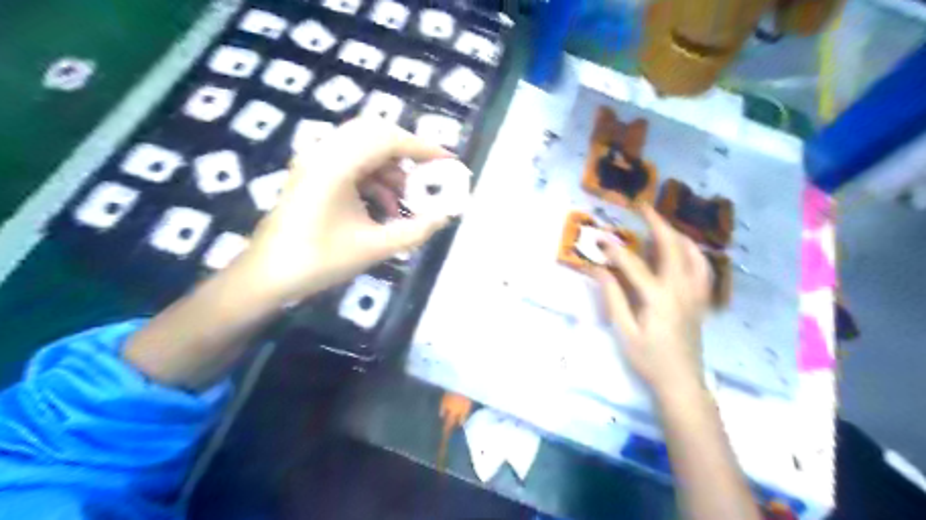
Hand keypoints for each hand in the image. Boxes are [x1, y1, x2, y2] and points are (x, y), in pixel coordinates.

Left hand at [234, 117, 456, 303]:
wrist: (267, 276)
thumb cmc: (318, 261)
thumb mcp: (373, 248)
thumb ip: (414, 231)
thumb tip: (444, 217)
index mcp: (335, 165)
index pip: (388, 139)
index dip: (423, 148)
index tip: (448, 161)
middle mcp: (323, 153)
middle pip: (376, 134)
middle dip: (408, 153)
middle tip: (429, 174)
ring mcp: (315, 161)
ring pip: (364, 149)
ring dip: (391, 169)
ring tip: (408, 199)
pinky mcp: (313, 174)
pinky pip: (352, 163)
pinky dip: (375, 179)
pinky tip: (385, 207)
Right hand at [593, 206, 714, 397]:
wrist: (681, 381)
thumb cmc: (649, 359)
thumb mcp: (624, 331)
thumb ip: (613, 298)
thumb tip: (600, 270)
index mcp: (658, 298)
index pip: (633, 264)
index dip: (614, 249)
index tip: (600, 238)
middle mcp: (681, 289)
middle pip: (671, 247)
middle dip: (656, 223)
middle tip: (642, 208)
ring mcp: (695, 293)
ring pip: (692, 253)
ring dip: (677, 234)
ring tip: (662, 225)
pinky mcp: (701, 300)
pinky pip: (703, 268)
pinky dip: (694, 253)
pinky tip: (684, 251)